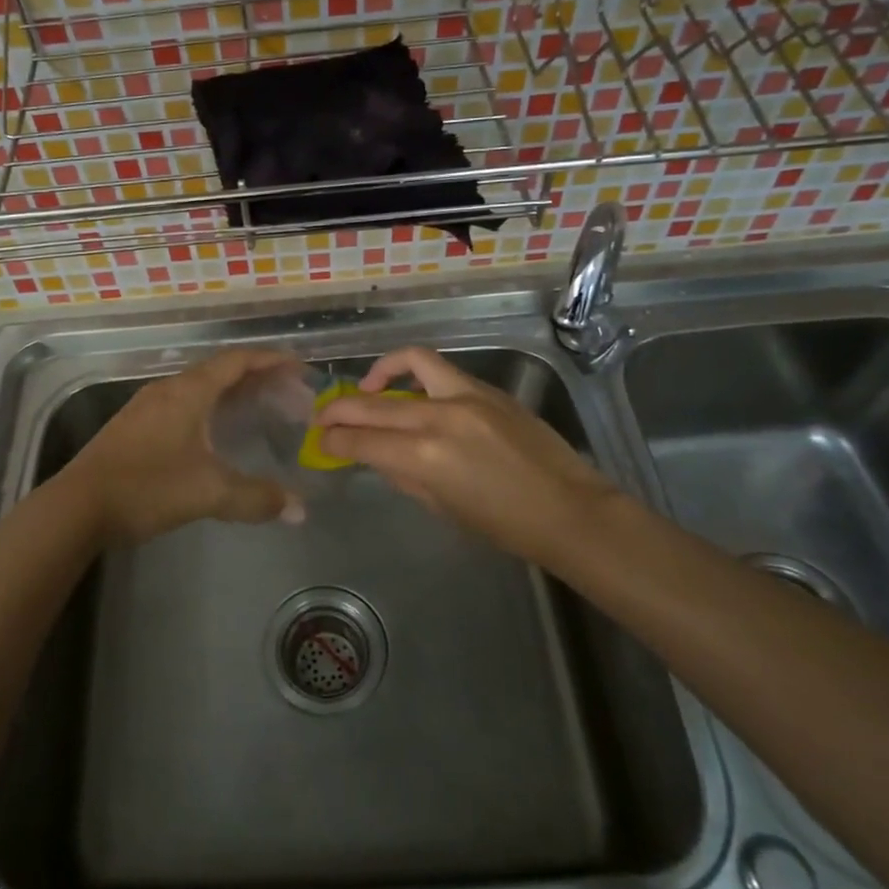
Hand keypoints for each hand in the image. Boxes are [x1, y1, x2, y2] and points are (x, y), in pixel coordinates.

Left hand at [61, 348, 301, 548]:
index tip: (299, 367)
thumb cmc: (146, 488)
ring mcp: (146, 406)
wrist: (76, 507)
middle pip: (219, 370)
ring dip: (230, 393)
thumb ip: (257, 498)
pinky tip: (214, 434)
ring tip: (257, 410)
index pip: (237, 361)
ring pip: (198, 387)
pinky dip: (209, 408)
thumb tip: (299, 510)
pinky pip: (182, 403)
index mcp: (188, 391)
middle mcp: (168, 389)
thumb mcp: (208, 493)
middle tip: (286, 393)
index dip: (271, 360)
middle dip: (256, 378)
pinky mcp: (133, 426)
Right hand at [315, 346, 624, 566]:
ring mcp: (466, 395)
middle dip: (339, 409)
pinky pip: (441, 370)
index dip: (333, 440)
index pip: (361, 440)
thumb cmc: (504, 525)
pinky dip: (416, 375)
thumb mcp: (442, 507)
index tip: (320, 442)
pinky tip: (412, 392)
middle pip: (373, 403)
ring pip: (410, 363)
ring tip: (367, 387)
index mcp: (424, 456)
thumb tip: (376, 455)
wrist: (569, 510)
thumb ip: (402, 475)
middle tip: (324, 417)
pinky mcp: (487, 389)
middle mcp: (439, 417)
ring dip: (379, 373)